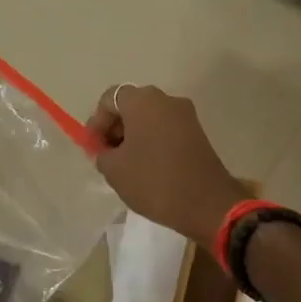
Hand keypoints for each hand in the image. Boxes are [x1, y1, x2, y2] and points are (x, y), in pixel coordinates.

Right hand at [88, 85, 245, 244]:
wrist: (206, 203)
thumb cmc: (154, 180)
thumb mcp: (114, 170)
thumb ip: (102, 153)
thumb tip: (106, 149)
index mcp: (143, 101)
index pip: (109, 98)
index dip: (97, 122)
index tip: (94, 147)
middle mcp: (166, 99)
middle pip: (131, 105)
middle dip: (115, 128)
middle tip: (107, 155)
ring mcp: (186, 115)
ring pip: (150, 118)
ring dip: (134, 135)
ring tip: (125, 164)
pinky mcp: (198, 132)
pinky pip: (166, 129)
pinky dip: (153, 141)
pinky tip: (147, 167)